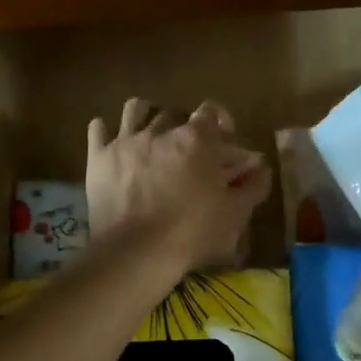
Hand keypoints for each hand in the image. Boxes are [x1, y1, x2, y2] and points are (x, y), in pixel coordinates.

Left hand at [86, 98, 272, 273]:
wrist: (136, 252)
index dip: (220, 122)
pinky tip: (113, 142)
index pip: (211, 111)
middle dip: (184, 126)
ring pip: (135, 108)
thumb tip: (262, 168)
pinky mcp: (98, 156)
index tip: (224, 140)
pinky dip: (106, 131)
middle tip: (188, 150)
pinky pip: (98, 128)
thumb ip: (253, 186)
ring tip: (150, 135)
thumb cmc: (192, 232)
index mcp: (196, 139)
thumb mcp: (234, 213)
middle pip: (175, 113)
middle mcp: (160, 130)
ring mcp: (126, 140)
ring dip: (146, 115)